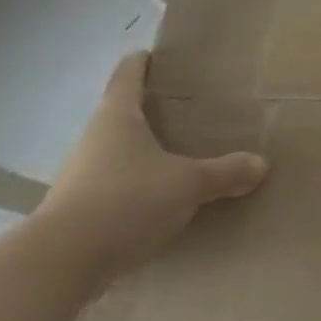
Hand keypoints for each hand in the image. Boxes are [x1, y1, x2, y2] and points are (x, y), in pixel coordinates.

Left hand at [30, 52, 268, 289]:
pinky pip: (114, 190)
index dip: (143, 62)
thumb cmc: (126, 200)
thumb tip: (261, 164)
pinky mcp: (78, 213)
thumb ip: (225, 172)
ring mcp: (81, 178)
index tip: (157, 55)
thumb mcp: (188, 184)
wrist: (60, 265)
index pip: (128, 76)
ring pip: (118, 155)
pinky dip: (136, 190)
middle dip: (151, 112)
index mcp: (118, 117)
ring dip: (143, 154)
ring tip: (179, 157)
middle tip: (187, 109)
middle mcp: (94, 141)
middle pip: (122, 115)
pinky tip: (160, 203)